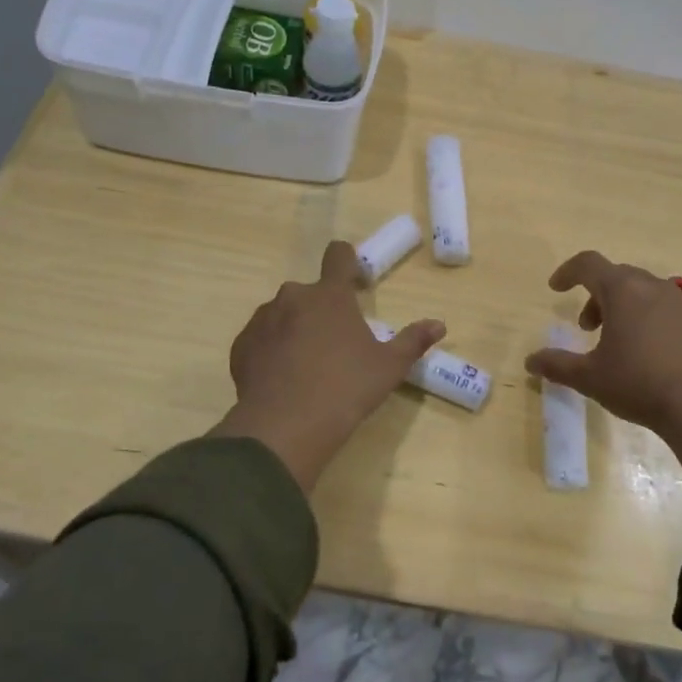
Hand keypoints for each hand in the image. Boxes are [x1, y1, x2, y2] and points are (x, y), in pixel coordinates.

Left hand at [209, 242, 444, 492]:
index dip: (347, 261)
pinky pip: (260, 338)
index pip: (338, 255)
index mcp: (330, 295)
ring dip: (295, 328)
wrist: (285, 426)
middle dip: (322, 309)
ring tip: (306, 365)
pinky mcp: (242, 346)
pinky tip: (282, 378)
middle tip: (335, 342)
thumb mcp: (388, 367)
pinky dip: (271, 350)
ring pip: (282, 314)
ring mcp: (263, 320)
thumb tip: (439, 325)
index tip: (355, 281)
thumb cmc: (346, 389)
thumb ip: (413, 341)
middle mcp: (293, 297)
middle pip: (310, 292)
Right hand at [524, 250, 681, 495]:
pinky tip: (641, 350)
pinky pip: (658, 305)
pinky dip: (641, 315)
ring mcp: (676, 302)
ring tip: (612, 341)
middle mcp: (650, 286)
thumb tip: (530, 361)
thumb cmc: (638, 383)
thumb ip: (557, 365)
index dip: (567, 272)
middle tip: (585, 327)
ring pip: (639, 290)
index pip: (588, 264)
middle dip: (594, 295)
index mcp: (622, 290)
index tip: (555, 288)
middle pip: (615, 275)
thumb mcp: (590, 377)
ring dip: (618, 306)